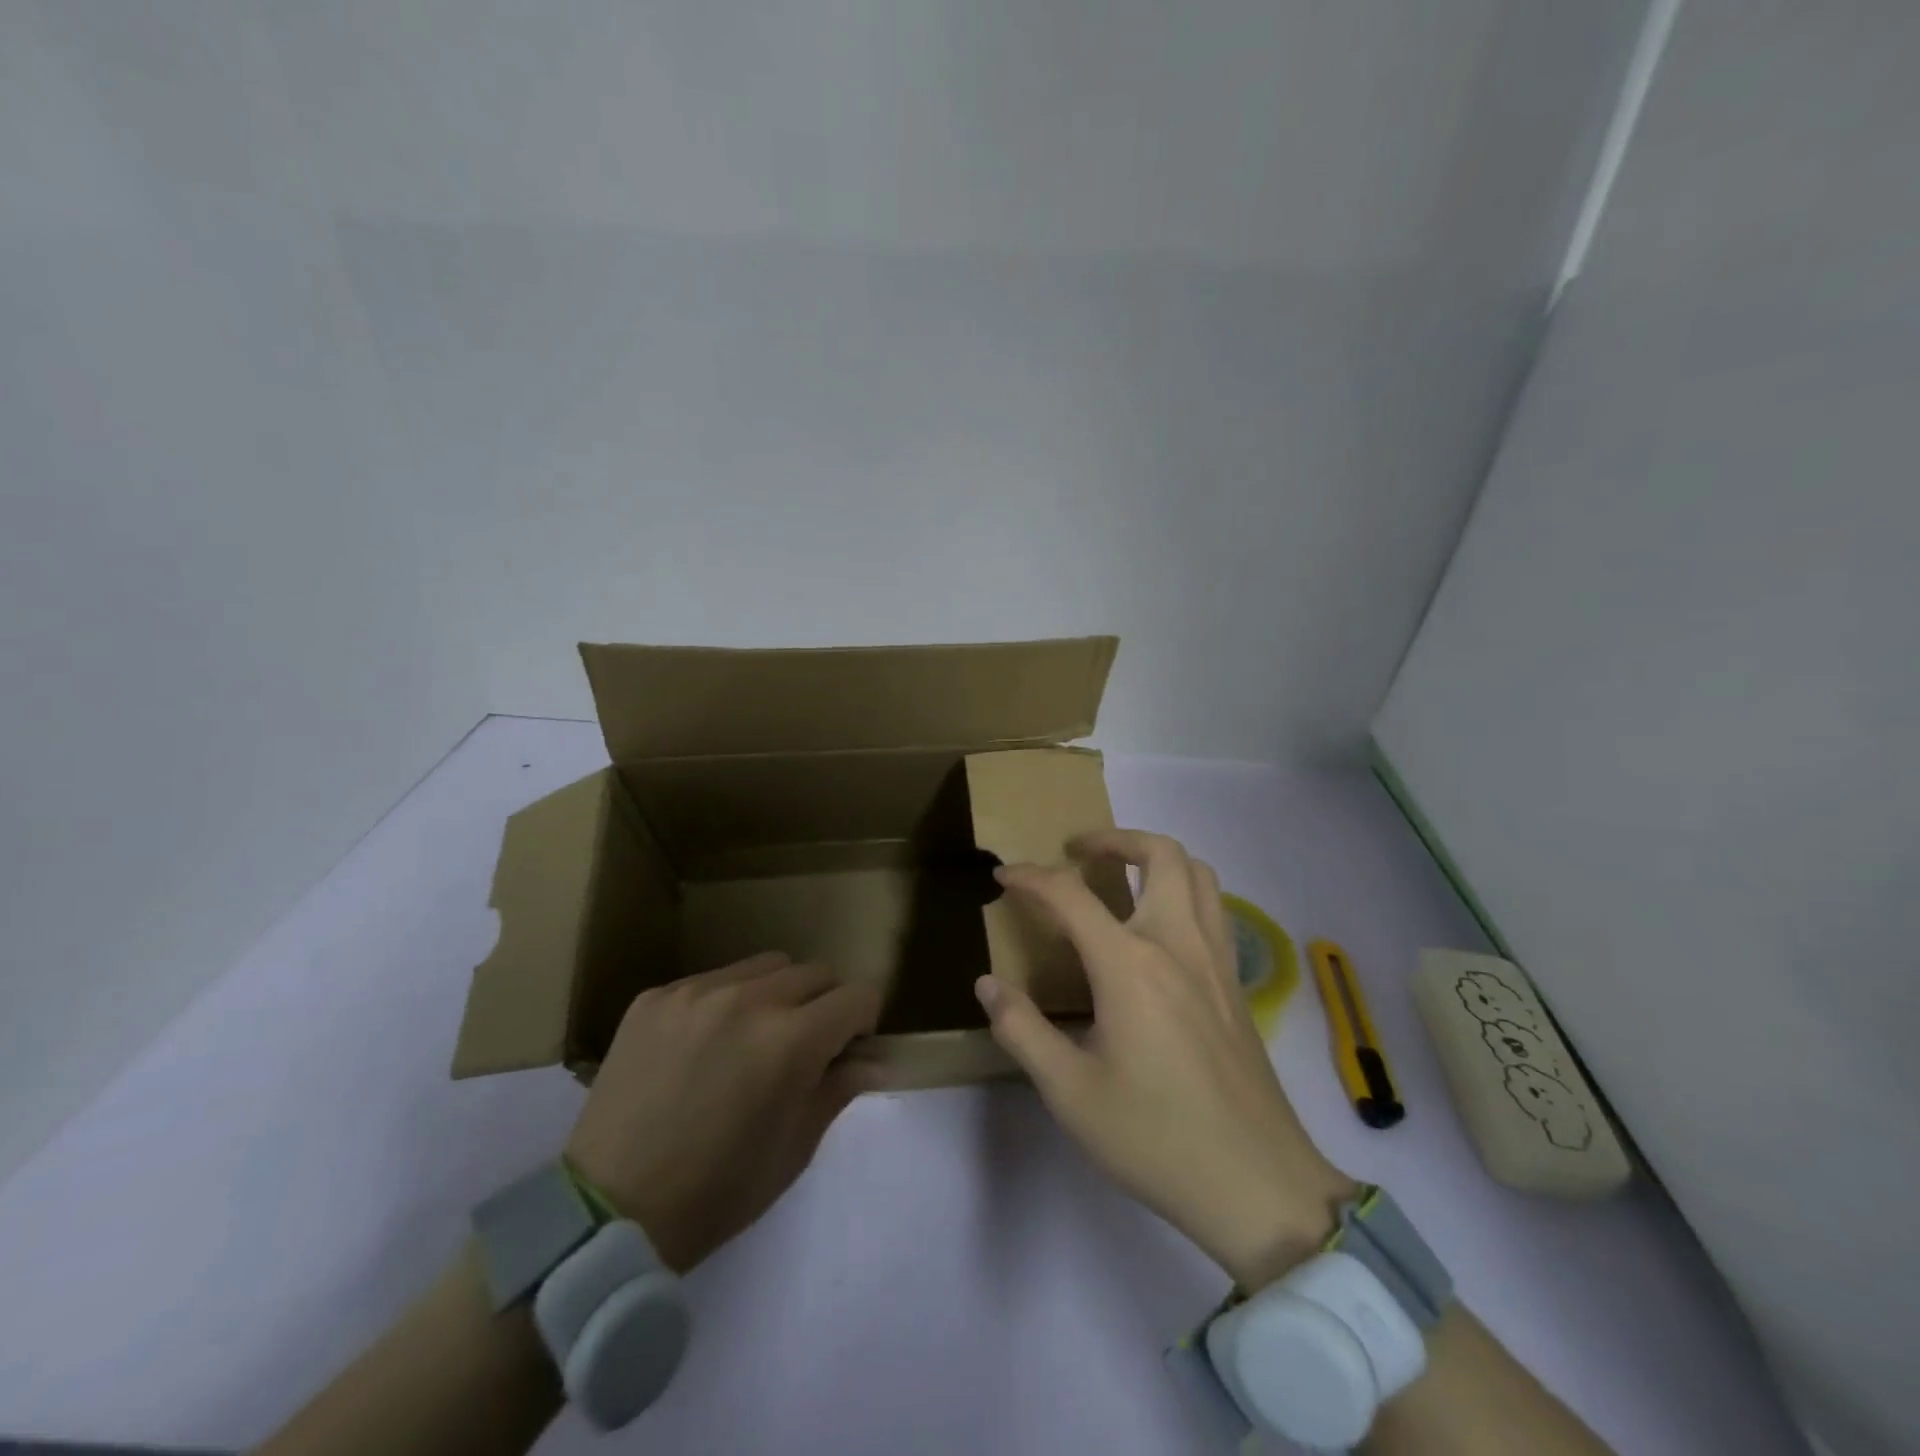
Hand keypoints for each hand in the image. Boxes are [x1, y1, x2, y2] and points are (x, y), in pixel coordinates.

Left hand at [566, 952, 881, 1272]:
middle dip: (824, 1003)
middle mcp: (748, 1000)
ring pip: (766, 966)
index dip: (862, 1022)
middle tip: (802, 1047)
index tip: (847, 1049)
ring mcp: (696, 992)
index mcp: (791, 1042)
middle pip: (816, 972)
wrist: (605, 1213)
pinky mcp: (656, 996)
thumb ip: (839, 1089)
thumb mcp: (794, 1150)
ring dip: (777, 993)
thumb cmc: (716, 1193)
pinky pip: (713, 979)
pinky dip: (725, 1002)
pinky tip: (702, 1046)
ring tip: (751, 1038)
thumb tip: (877, 1059)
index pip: (857, 995)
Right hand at [976, 830, 1357, 1289]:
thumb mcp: (1070, 1092)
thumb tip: (987, 985)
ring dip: (1156, 857)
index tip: (1004, 877)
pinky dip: (1183, 891)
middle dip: (1113, 839)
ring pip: (1197, 872)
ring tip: (1122, 877)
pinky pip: (1214, 908)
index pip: (1070, 895)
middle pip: (1159, 853)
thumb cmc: (1155, 1138)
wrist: (1257, 1185)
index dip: (1030, 877)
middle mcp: (1178, 944)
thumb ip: (1023, 1030)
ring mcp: (1216, 959)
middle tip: (1078, 853)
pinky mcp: (1236, 983)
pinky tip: (1160, 928)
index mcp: (1130, 966)